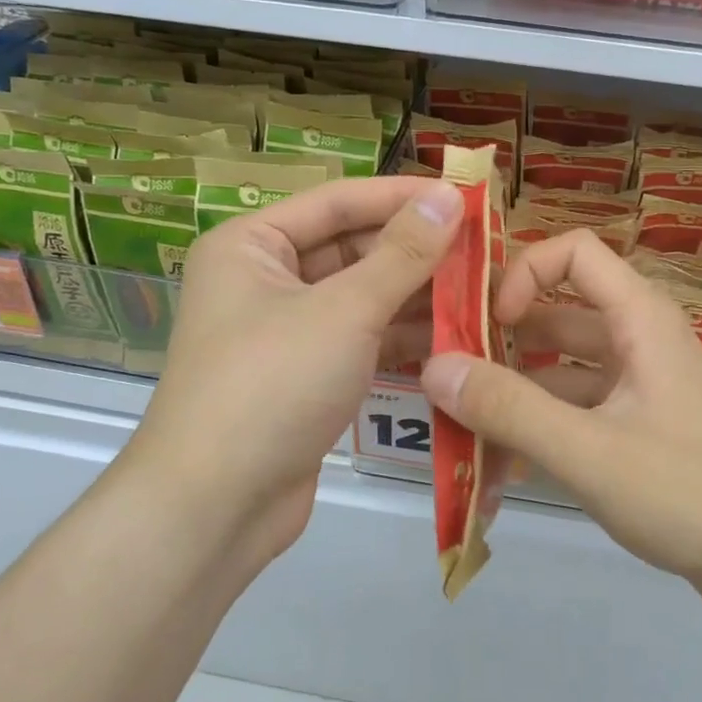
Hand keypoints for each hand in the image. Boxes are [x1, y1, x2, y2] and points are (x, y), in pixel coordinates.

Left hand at [129, 175, 460, 572]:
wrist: (217, 506)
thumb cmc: (272, 384)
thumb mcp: (344, 310)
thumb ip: (403, 254)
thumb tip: (448, 196)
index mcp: (251, 245)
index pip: (339, 202)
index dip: (403, 197)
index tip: (466, 196)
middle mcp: (265, 279)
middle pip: (352, 249)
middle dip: (416, 252)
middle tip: (484, 249)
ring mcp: (286, 331)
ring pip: (362, 297)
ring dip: (417, 295)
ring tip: (482, 290)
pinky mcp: (307, 375)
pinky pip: (361, 339)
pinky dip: (403, 336)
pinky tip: (456, 334)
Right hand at [418, 229, 701, 614]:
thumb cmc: (687, 493)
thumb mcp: (588, 451)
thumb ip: (509, 409)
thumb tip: (434, 367)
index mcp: (639, 318)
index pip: (574, 251)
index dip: (524, 273)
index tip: (490, 324)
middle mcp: (639, 337)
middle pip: (560, 309)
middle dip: (502, 336)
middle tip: (448, 371)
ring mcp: (640, 382)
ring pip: (563, 363)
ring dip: (516, 386)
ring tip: (461, 422)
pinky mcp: (639, 422)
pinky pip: (578, 404)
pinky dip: (542, 421)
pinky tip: (502, 461)